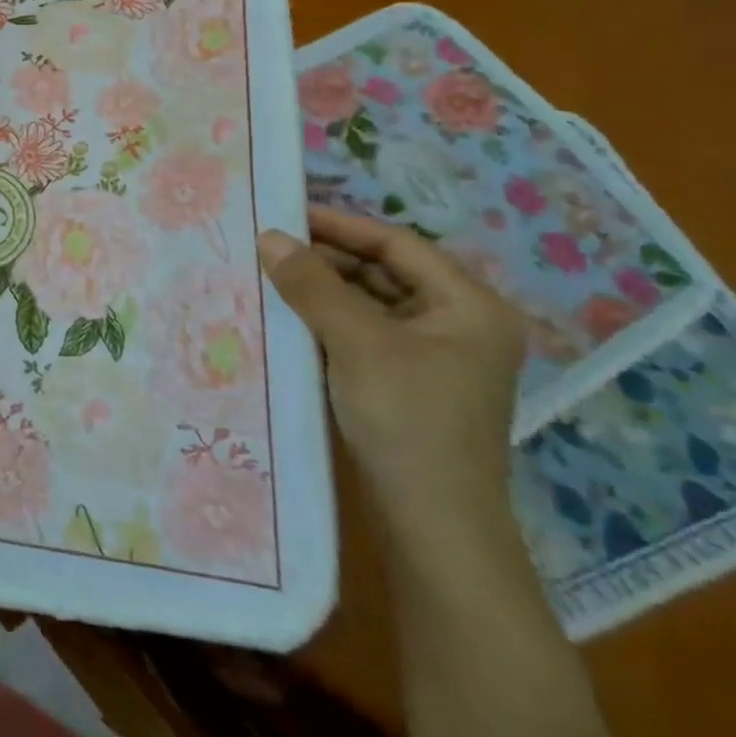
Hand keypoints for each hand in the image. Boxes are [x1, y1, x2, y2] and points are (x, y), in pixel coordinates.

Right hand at [257, 208, 526, 544]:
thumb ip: (312, 285)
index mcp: (468, 306)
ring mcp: (432, 357)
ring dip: (321, 291)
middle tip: (268, 248)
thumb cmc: (408, 419)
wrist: (432, 523)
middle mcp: (457, 324)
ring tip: (267, 278)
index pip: (398, 244)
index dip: (341, 225)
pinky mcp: (406, 384)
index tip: (286, 214)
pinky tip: (285, 319)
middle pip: (384, 272)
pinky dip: (326, 322)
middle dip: (326, 260)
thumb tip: (269, 236)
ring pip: (369, 304)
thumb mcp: (357, 343)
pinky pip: (362, 335)